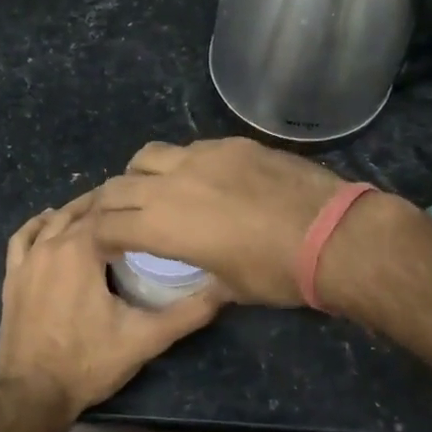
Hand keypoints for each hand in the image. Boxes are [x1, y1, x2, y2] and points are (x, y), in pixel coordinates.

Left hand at [0, 195, 224, 420]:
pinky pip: (22, 238)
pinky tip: (50, 223)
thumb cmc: (88, 362)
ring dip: (76, 213)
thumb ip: (187, 313)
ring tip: (102, 214)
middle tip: (136, 210)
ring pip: (53, 221)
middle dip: (108, 207)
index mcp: (82, 249)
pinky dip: (38, 225)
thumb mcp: (145, 338)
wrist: (32, 395)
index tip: (155, 208)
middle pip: (82, 212)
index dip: (134, 208)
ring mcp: (27, 260)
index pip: (112, 213)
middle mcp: (52, 245)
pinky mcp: (12, 277)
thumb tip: (224, 291)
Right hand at [88, 139, 345, 307]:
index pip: (109, 225)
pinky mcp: (232, 144)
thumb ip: (202, 276)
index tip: (106, 245)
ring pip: (149, 156)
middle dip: (110, 204)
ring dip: (140, 175)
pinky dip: (182, 164)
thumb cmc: (277, 273)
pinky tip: (203, 178)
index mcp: (164, 226)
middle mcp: (173, 184)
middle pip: (119, 186)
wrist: (332, 234)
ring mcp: (203, 157)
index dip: (100, 237)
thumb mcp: (231, 288)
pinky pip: (191, 148)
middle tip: (119, 217)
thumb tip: (201, 273)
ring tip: (153, 189)